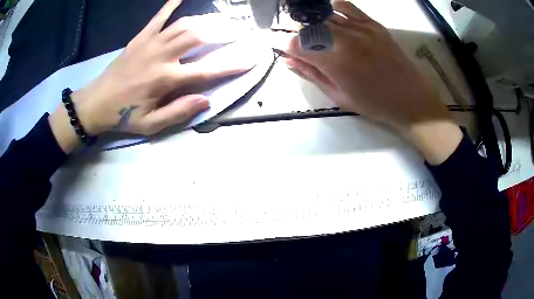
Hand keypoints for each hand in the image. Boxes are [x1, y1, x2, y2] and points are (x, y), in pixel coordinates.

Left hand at [50, 0, 251, 152]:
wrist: (95, 102)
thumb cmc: (123, 115)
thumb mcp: (150, 125)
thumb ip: (178, 112)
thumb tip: (206, 100)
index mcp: (165, 80)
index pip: (206, 70)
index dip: (230, 65)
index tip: (249, 59)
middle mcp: (161, 56)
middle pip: (199, 37)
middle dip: (223, 33)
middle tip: (238, 33)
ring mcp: (150, 43)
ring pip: (184, 24)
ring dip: (205, 21)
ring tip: (220, 21)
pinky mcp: (140, 37)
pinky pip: (158, 17)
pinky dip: (171, 5)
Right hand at [280, 0, 461, 163]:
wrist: (411, 99)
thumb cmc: (374, 104)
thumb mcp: (338, 96)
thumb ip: (311, 74)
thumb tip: (287, 60)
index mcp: (335, 63)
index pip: (296, 44)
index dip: (283, 44)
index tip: (282, 48)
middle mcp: (345, 40)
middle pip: (307, 25)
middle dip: (295, 32)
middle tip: (296, 41)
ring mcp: (360, 28)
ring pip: (323, 15)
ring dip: (311, 21)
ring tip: (313, 31)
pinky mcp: (373, 24)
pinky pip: (346, 6)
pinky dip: (332, 8)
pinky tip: (330, 16)